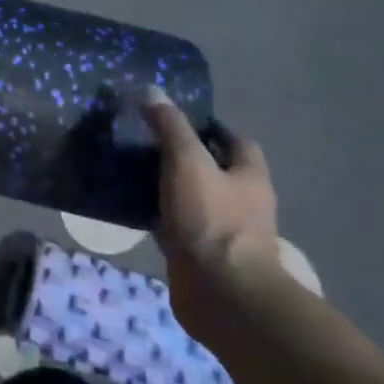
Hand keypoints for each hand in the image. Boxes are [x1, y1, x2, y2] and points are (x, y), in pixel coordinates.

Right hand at [141, 88, 284, 332]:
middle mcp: (243, 202)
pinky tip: (135, 210)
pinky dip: (161, 216)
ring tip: (133, 172)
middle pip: (217, 170)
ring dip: (172, 188)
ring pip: (195, 199)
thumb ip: (170, 128)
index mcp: (250, 176)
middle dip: (187, 157)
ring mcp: (223, 232)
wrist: (220, 292)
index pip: (236, 141)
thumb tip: (153, 91)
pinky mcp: (201, 255)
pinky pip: (178, 226)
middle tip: (146, 142)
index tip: (176, 117)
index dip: (210, 127)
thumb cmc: (211, 220)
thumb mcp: (187, 163)